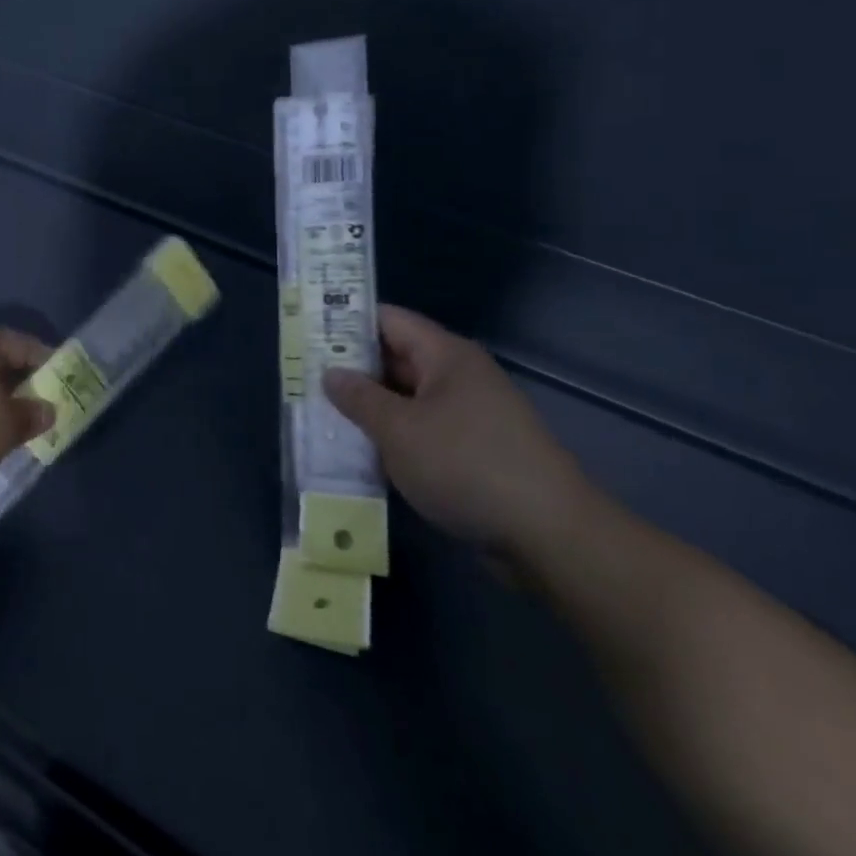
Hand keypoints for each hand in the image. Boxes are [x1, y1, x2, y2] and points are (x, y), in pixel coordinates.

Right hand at [322, 305, 596, 561]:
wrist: (550, 536)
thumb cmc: (467, 466)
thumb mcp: (399, 430)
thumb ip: (359, 398)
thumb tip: (330, 373)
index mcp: (445, 355)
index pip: (388, 320)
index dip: (347, 323)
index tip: (308, 335)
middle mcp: (459, 376)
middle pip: (396, 358)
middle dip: (352, 370)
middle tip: (305, 379)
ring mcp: (470, 415)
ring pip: (408, 399)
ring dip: (371, 409)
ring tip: (323, 418)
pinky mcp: (476, 451)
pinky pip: (424, 431)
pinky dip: (395, 438)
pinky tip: (363, 454)